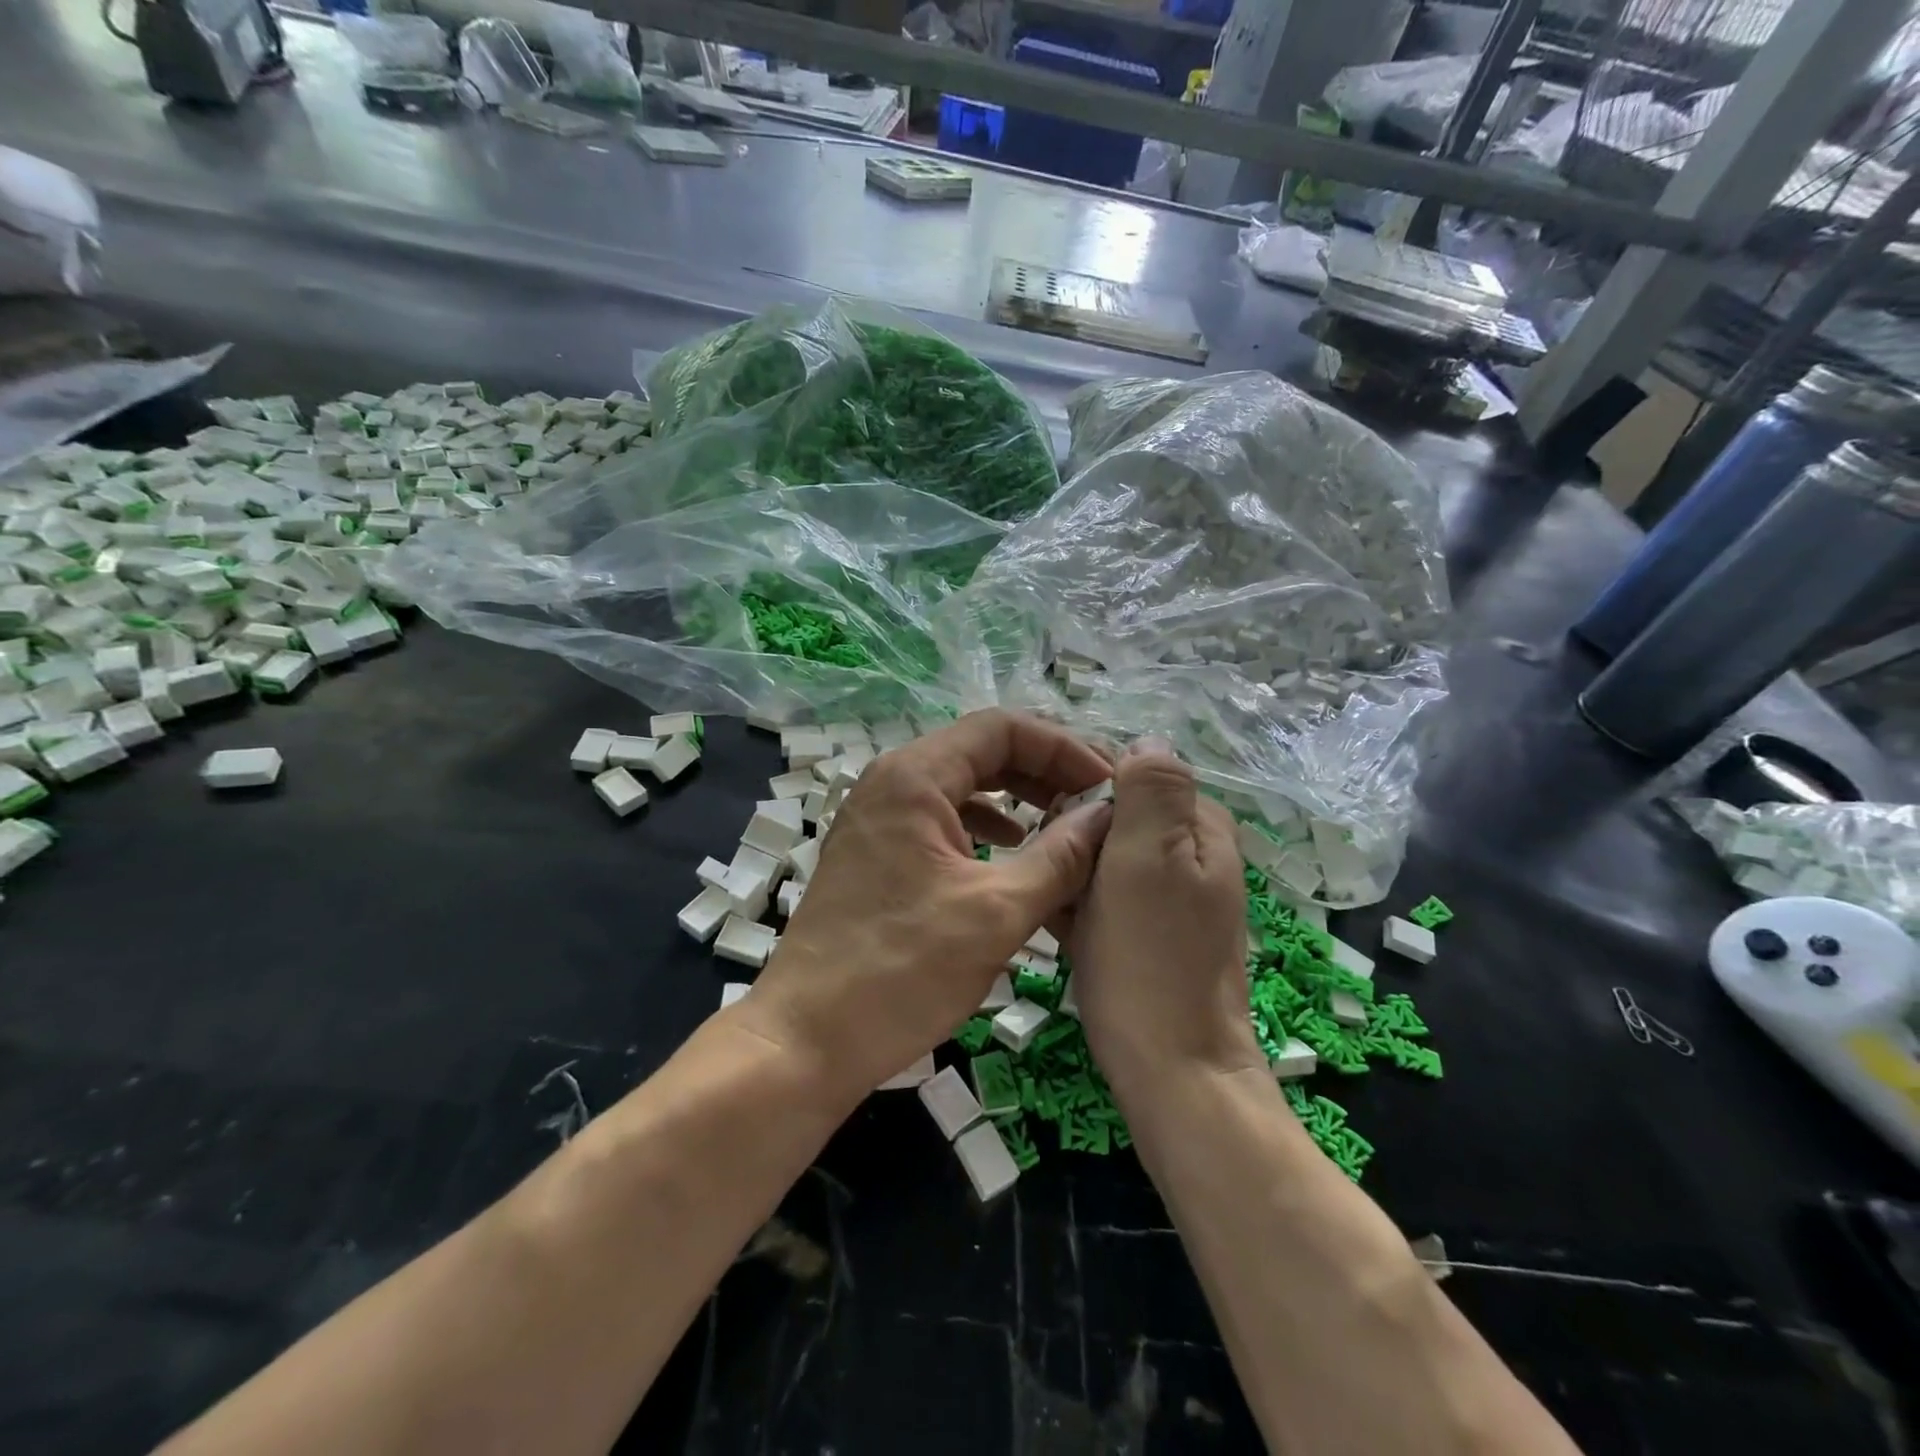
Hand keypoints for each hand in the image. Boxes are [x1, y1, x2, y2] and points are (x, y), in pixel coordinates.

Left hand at [736, 709, 1114, 1104]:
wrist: (806, 1039)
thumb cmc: (901, 971)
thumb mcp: (996, 912)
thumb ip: (1061, 857)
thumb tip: (1108, 815)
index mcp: (914, 776)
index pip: (1003, 728)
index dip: (1063, 748)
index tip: (1108, 785)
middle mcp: (891, 782)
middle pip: (982, 751)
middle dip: (1045, 771)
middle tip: (1096, 803)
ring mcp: (878, 817)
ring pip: (962, 785)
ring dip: (1017, 798)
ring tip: (1065, 827)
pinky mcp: (875, 852)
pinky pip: (941, 819)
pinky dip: (984, 827)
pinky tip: (1011, 853)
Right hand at [1069, 740, 1263, 1098]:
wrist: (1171, 1069)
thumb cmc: (1152, 957)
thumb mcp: (1150, 857)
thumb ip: (1153, 788)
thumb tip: (1145, 738)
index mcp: (1200, 825)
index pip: (1132, 772)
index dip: (1085, 786)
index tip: (1050, 818)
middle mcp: (1192, 852)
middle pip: (1115, 814)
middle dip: (1075, 832)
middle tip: (1053, 867)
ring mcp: (1170, 894)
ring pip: (1103, 854)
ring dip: (1071, 868)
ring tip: (1051, 898)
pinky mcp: (1149, 928)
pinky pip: (1104, 893)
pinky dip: (1078, 900)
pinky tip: (1058, 924)